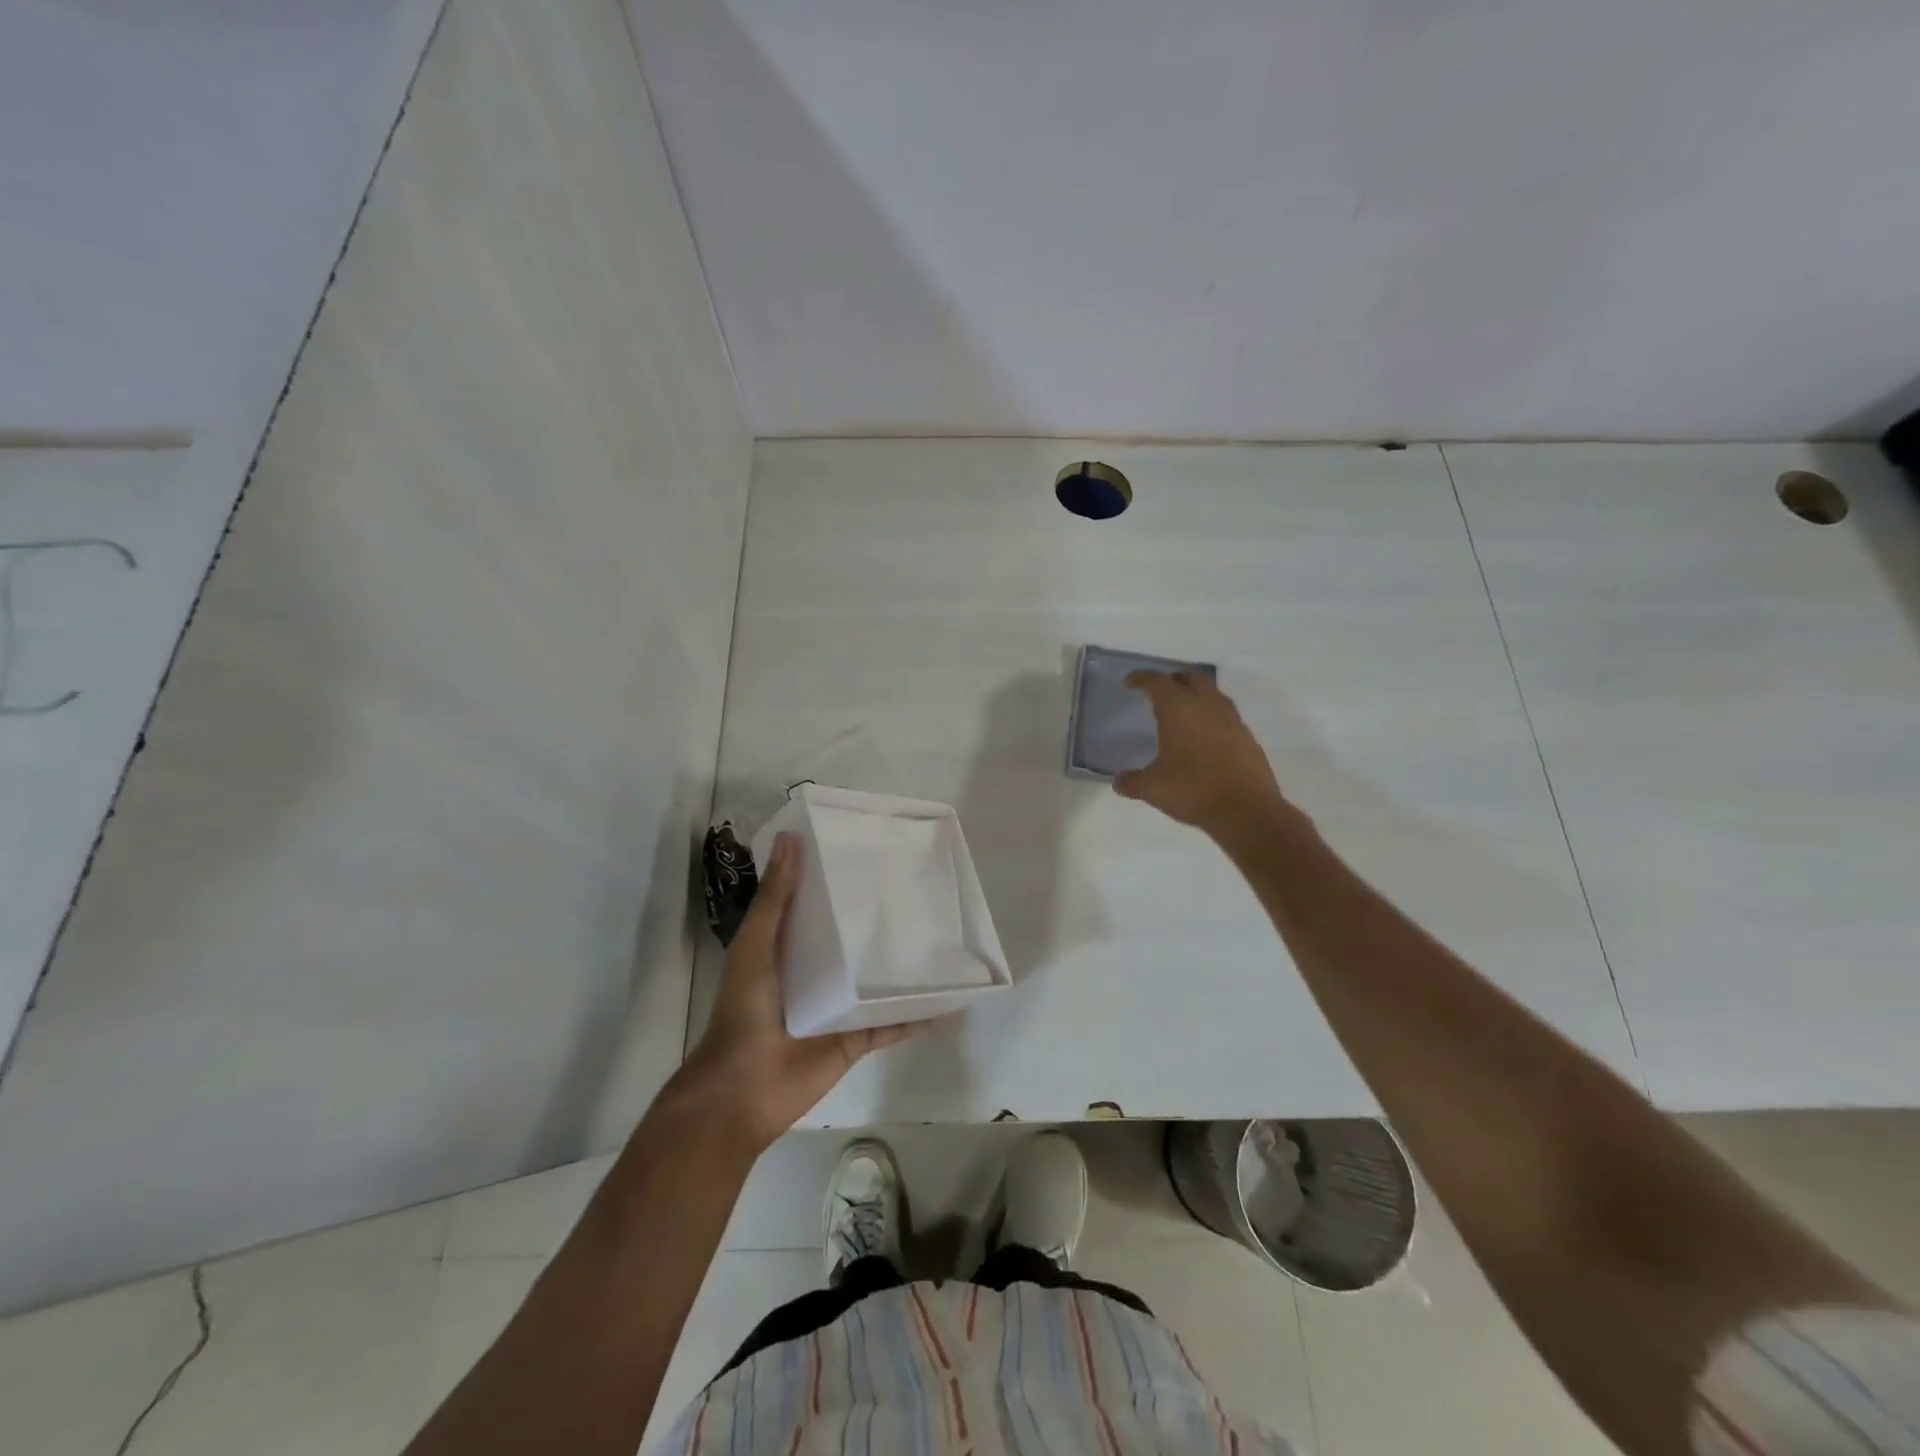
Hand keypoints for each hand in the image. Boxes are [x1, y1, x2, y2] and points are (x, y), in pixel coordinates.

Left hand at [675, 833, 929, 1152]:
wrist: (744, 1088)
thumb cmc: (746, 1009)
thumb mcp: (756, 944)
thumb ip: (775, 897)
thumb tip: (790, 837)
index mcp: (788, 948)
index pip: (817, 905)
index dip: (836, 879)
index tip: (867, 851)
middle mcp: (816, 973)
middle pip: (852, 941)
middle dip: (877, 919)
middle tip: (915, 887)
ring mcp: (840, 1008)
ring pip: (878, 980)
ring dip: (903, 964)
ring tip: (941, 935)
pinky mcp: (858, 1038)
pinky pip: (894, 1023)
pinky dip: (920, 1015)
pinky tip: (950, 1002)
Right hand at [1114, 670, 1288, 835]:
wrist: (1247, 811)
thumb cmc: (1193, 791)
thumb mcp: (1152, 789)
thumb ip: (1131, 781)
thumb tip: (1118, 781)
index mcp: (1178, 710)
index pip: (1157, 682)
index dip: (1141, 678)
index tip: (1130, 682)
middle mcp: (1207, 706)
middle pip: (1191, 677)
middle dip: (1174, 679)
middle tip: (1160, 691)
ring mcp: (1232, 720)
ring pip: (1213, 693)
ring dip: (1197, 694)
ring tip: (1183, 711)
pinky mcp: (1248, 737)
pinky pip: (1226, 715)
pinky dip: (1212, 717)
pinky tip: (1205, 737)